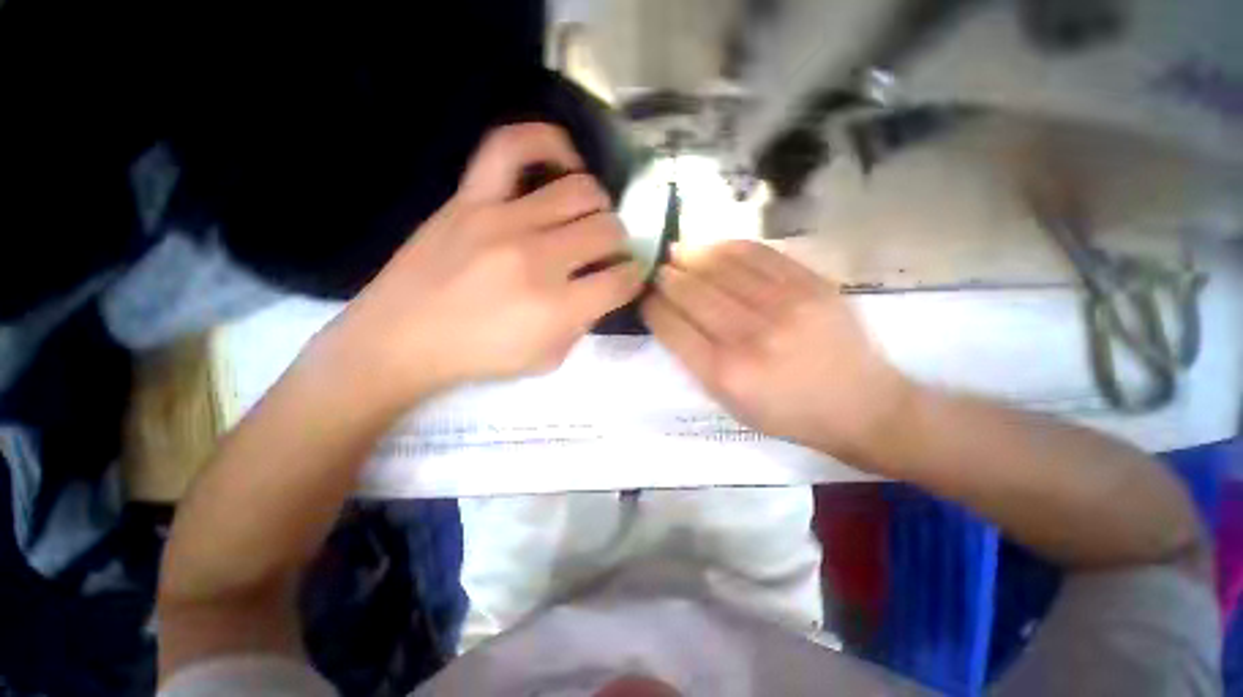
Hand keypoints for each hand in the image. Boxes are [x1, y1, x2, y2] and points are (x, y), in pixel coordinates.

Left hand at [319, 124, 642, 408]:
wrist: (402, 339)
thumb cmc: (479, 357)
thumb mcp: (546, 360)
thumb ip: (582, 324)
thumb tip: (601, 290)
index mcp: (557, 307)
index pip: (621, 280)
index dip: (633, 279)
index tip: (628, 278)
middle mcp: (539, 259)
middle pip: (608, 231)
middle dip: (620, 245)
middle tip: (608, 254)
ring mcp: (504, 220)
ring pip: (581, 191)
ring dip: (598, 207)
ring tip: (588, 219)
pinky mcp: (472, 198)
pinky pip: (512, 147)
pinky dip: (548, 143)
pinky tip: (563, 163)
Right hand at [641, 240, 910, 464]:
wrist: (861, 406)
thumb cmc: (787, 413)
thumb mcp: (730, 404)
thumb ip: (695, 361)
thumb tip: (670, 317)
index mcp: (724, 373)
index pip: (671, 325)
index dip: (652, 305)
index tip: (645, 295)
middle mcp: (749, 337)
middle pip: (691, 291)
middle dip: (666, 276)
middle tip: (657, 269)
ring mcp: (784, 305)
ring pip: (720, 265)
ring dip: (691, 255)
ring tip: (678, 252)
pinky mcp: (811, 284)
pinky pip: (758, 253)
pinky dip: (728, 246)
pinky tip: (714, 247)